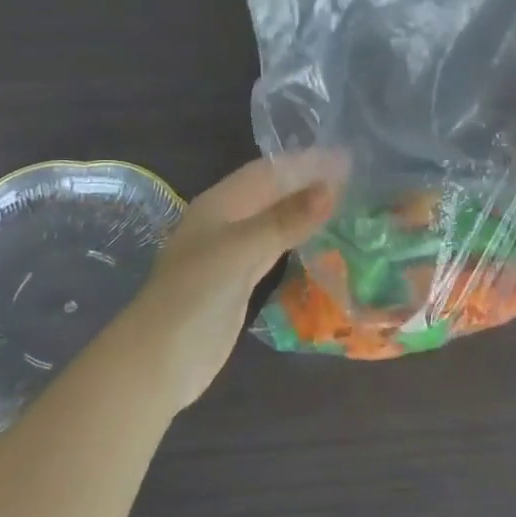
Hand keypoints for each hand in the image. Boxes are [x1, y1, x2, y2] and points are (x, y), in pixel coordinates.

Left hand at [125, 153, 343, 410]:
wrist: (160, 359)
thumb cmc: (196, 295)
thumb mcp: (241, 250)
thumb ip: (285, 219)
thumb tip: (332, 188)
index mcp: (219, 204)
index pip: (268, 171)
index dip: (304, 162)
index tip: (346, 157)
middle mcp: (225, 222)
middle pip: (271, 193)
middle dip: (308, 183)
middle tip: (355, 178)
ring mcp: (231, 253)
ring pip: (274, 221)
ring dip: (304, 211)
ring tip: (346, 202)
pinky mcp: (239, 282)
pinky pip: (274, 250)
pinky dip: (297, 240)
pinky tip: (319, 240)